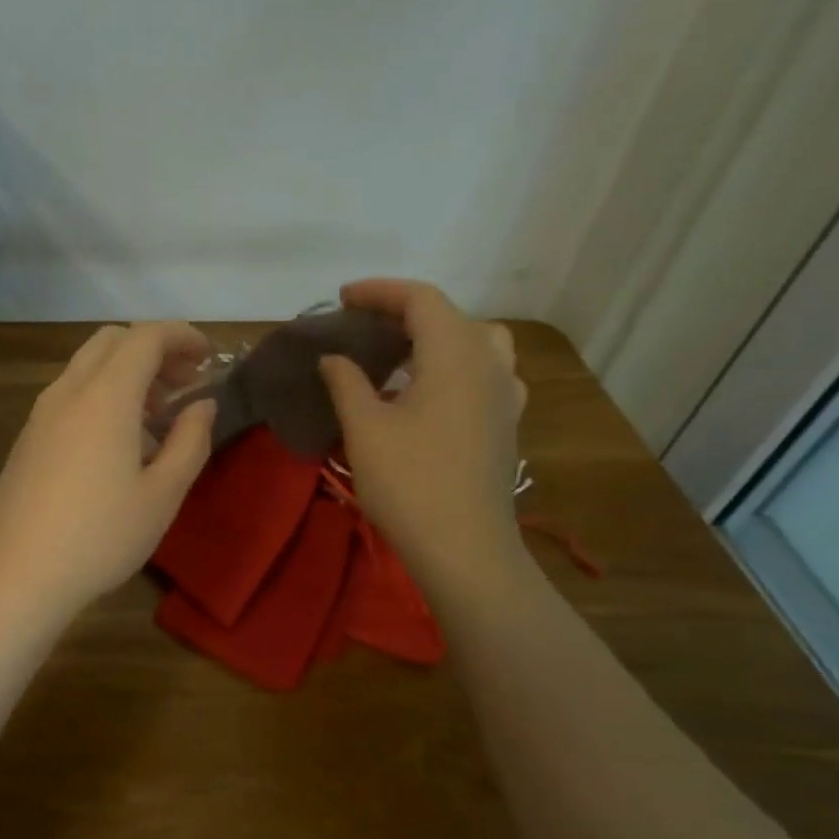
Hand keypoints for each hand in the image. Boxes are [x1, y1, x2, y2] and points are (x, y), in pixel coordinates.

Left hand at [0, 322, 216, 622]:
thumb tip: (203, 404)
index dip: (182, 336)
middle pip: (111, 341)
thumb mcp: (162, 495)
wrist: (18, 574)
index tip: (208, 357)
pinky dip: (100, 396)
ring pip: (87, 368)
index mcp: (105, 396)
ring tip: (155, 419)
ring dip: (125, 374)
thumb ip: (190, 441)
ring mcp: (40, 414)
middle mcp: (67, 392)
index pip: (145, 337)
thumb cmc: (100, 536)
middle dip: (153, 350)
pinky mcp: (26, 438)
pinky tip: (116, 446)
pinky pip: (69, 396)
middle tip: (183, 385)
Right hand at [318, 280, 527, 594]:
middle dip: (404, 311)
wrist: (464, 547)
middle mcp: (489, 363)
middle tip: (363, 326)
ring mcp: (505, 394)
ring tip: (397, 354)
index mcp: (455, 355)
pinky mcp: (506, 423)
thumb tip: (332, 357)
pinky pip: (483, 372)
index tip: (342, 299)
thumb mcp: (364, 428)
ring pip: (475, 342)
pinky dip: (452, 365)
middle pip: (450, 316)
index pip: (421, 299)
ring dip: (435, 336)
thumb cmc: (409, 482)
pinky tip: (427, 393)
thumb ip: (346, 382)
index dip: (379, 292)